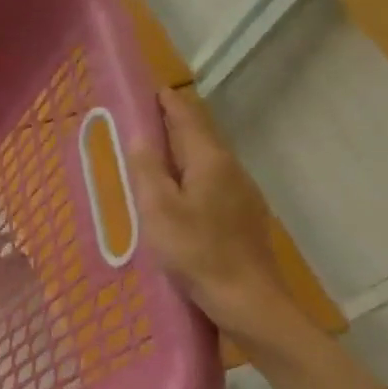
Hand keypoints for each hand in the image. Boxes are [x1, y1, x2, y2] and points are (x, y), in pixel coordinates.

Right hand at [127, 89, 307, 351]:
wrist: (246, 298)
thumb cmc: (196, 251)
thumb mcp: (159, 210)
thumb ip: (148, 170)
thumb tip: (141, 137)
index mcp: (210, 161)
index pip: (188, 117)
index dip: (168, 102)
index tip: (148, 90)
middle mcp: (231, 170)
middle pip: (200, 136)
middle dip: (173, 124)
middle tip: (142, 120)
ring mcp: (242, 193)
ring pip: (207, 160)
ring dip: (181, 151)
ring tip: (153, 154)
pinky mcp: (242, 216)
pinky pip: (212, 182)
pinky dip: (190, 175)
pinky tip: (176, 192)